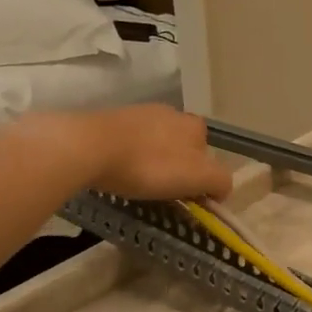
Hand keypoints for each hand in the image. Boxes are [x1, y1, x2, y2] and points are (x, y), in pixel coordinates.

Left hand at [7, 105, 232, 201]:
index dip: (202, 179)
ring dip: (153, 162)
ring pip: (156, 144)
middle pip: (183, 148)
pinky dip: (129, 157)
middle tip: (164, 192)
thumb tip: (221, 188)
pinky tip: (118, 170)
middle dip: (178, 168)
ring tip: (138, 183)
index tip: (188, 198)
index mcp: (195, 126)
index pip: (210, 156)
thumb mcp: (198, 178)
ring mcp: (139, 113)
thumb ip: (220, 181)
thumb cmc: (150, 165)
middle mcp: (171, 113)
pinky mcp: (110, 119)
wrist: (89, 147)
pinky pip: (129, 143)